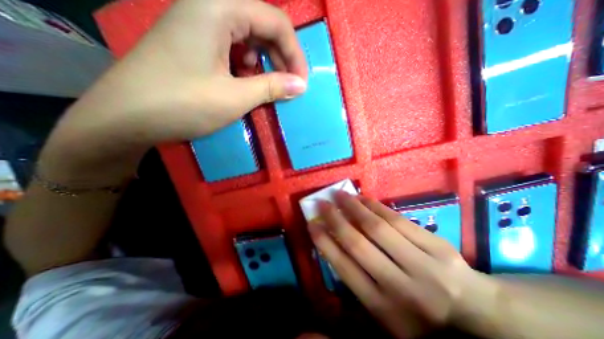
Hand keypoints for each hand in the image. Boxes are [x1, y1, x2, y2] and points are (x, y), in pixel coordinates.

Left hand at [41, 0, 306, 182]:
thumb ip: (272, 87)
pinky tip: (246, 82)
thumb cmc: (183, 104)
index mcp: (219, 7)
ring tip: (268, 86)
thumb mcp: (235, 97)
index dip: (295, 53)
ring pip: (248, 38)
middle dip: (281, 58)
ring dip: (265, 63)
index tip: (301, 83)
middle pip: (262, 26)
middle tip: (289, 86)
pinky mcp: (195, 43)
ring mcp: (199, 24)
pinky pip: (233, 48)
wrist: (126, 118)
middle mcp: (209, 6)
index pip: (275, 21)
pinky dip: (247, 66)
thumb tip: (301, 85)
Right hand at [309, 191, 502, 337]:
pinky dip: (375, 206)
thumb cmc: (417, 311)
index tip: (312, 223)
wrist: (472, 309)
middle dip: (335, 220)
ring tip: (339, 194)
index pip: (344, 267)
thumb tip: (332, 244)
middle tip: (322, 203)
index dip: (324, 242)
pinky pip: (397, 219)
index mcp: (383, 307)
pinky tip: (362, 198)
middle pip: (358, 244)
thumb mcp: (383, 308)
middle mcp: (400, 287)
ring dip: (353, 207)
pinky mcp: (436, 245)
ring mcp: (422, 264)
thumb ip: (357, 280)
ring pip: (378, 227)